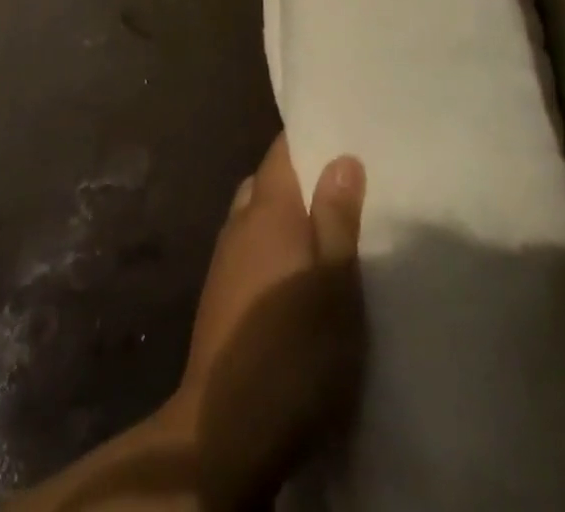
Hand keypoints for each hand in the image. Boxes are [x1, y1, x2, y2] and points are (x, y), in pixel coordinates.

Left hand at [169, 135, 365, 506]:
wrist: (227, 427)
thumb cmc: (295, 351)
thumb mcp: (336, 285)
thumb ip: (337, 218)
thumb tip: (341, 156)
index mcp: (266, 209)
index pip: (281, 151)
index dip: (308, 139)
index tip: (341, 136)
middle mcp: (239, 222)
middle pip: (268, 183)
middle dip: (301, 181)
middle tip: (344, 191)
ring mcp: (224, 259)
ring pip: (257, 217)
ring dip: (286, 218)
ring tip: (327, 234)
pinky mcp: (220, 295)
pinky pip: (250, 250)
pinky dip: (273, 249)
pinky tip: (296, 277)